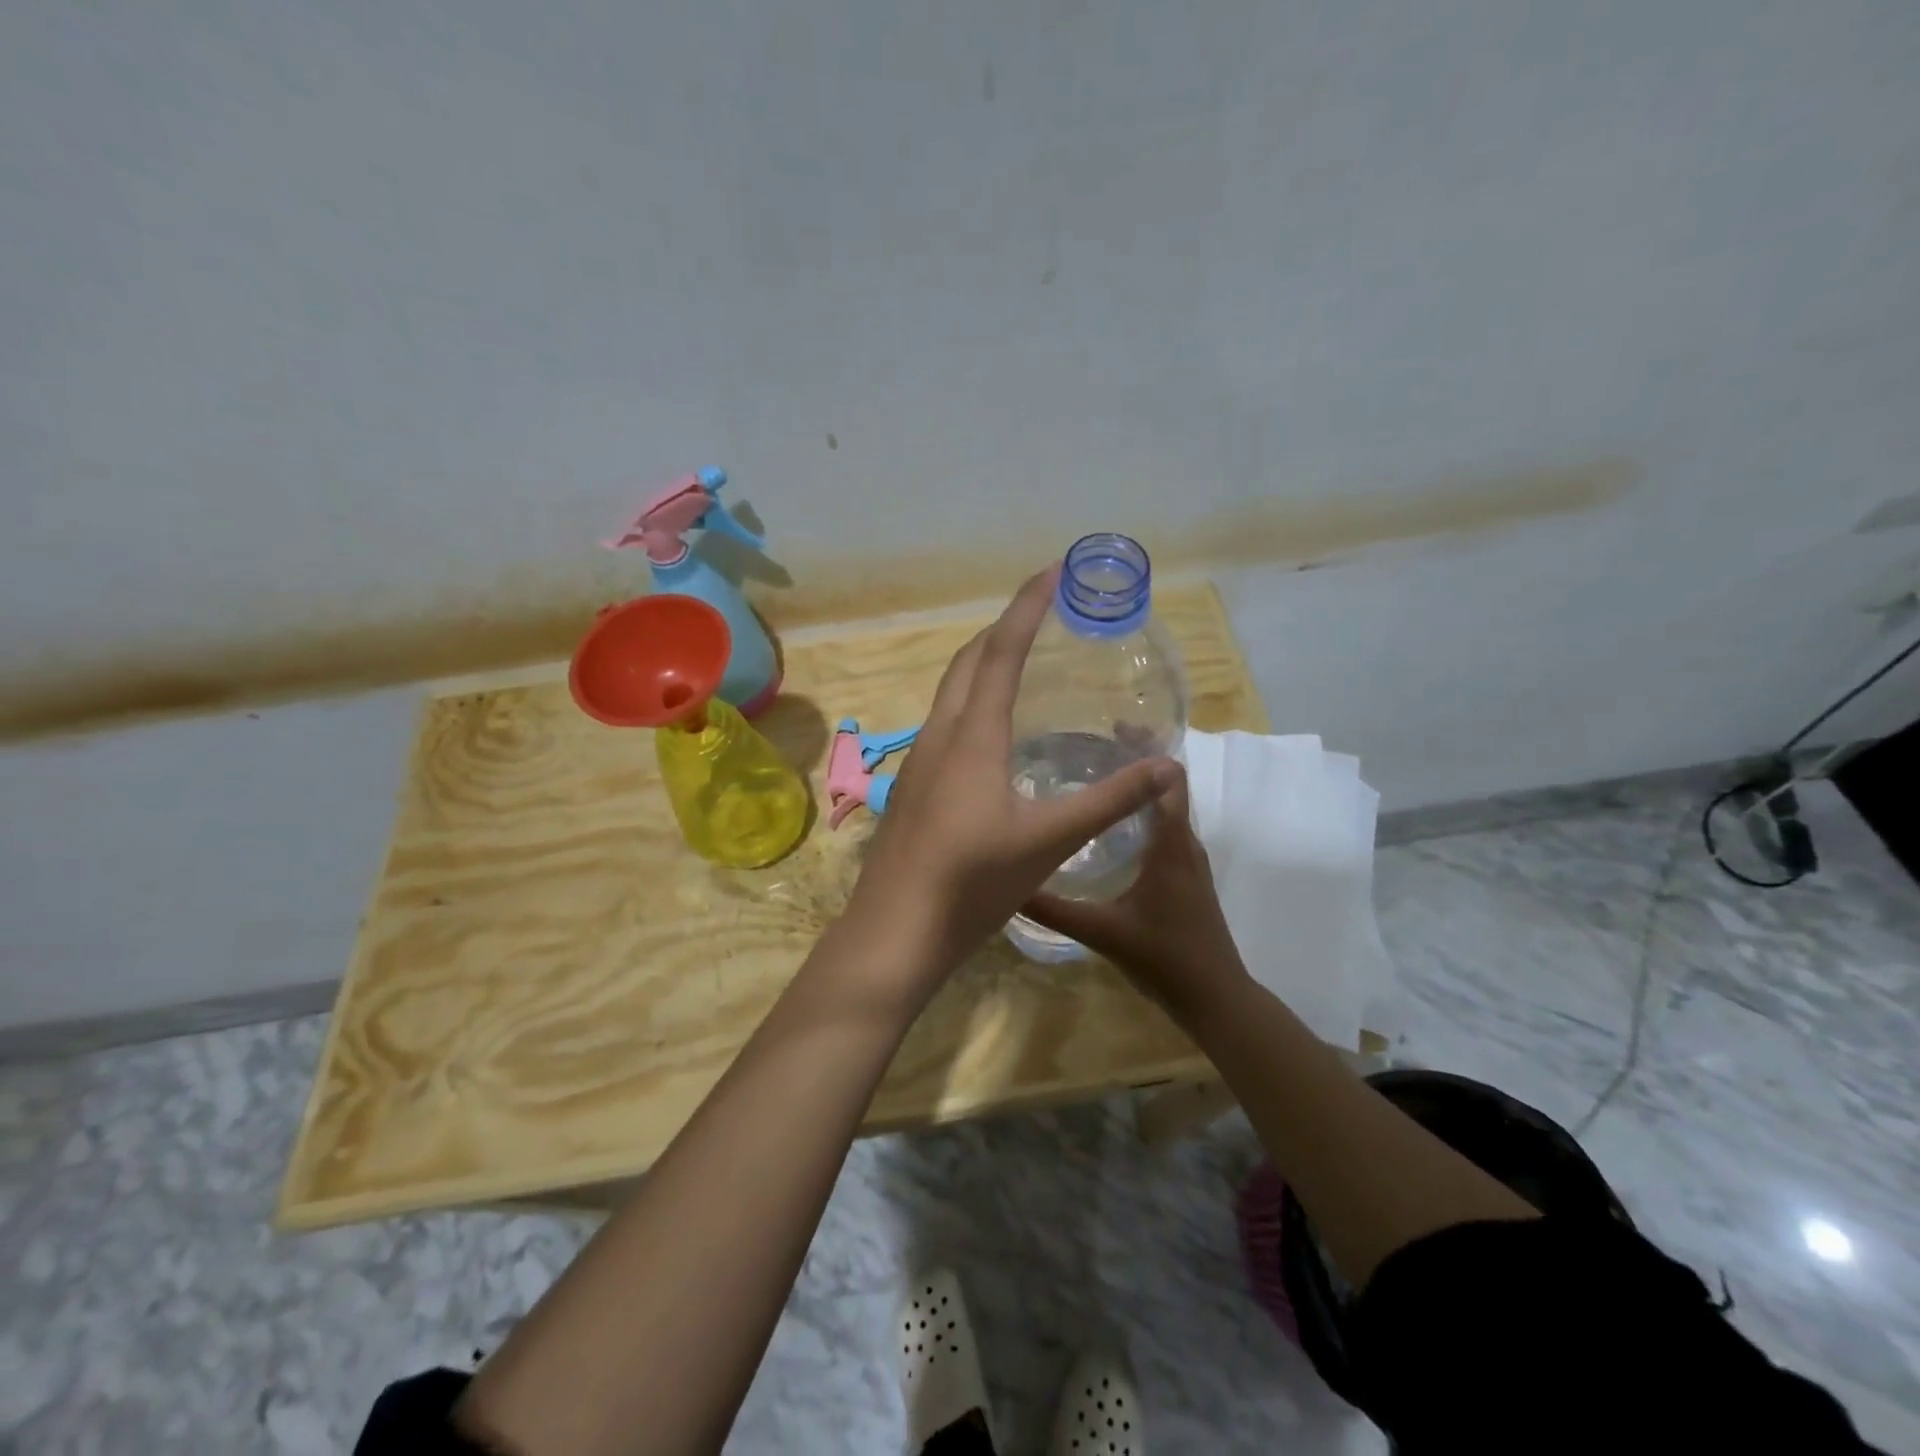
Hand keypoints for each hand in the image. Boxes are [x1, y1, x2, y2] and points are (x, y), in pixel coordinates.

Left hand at [842, 564, 1178, 989]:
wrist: (895, 931)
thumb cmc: (971, 882)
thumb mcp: (1049, 840)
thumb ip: (1109, 801)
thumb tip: (1168, 768)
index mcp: (972, 735)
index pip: (1001, 651)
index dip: (1027, 606)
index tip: (1053, 571)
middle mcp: (940, 735)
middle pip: (968, 661)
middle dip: (1004, 627)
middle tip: (1043, 613)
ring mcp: (920, 761)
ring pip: (951, 692)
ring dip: (983, 663)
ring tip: (1022, 661)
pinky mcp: (915, 787)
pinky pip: (946, 722)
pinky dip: (973, 702)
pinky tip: (994, 733)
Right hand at [1022, 767, 1251, 1024]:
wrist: (1215, 998)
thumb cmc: (1165, 958)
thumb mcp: (1103, 932)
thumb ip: (1055, 909)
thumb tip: (1010, 884)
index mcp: (1172, 846)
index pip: (1170, 779)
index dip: (1148, 749)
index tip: (1112, 729)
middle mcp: (1186, 844)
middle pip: (1168, 786)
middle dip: (1136, 762)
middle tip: (1089, 748)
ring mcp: (1189, 860)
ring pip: (1167, 809)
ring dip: (1139, 789)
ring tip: (1094, 776)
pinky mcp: (1186, 876)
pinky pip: (1166, 830)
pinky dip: (1142, 814)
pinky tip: (1108, 826)